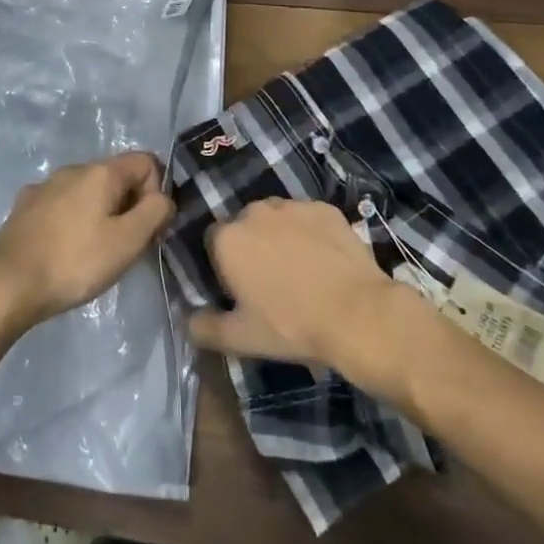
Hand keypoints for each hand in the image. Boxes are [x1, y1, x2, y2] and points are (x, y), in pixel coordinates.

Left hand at [0, 152, 172, 331]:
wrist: (8, 283)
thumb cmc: (75, 262)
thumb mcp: (127, 241)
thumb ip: (154, 212)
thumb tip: (163, 197)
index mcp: (100, 172)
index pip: (146, 161)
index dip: (156, 191)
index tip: (149, 228)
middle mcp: (72, 169)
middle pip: (116, 176)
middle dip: (129, 206)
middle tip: (125, 247)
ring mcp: (45, 185)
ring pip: (87, 192)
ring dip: (100, 214)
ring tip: (94, 253)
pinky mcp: (25, 206)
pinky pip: (62, 205)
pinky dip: (73, 221)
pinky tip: (64, 250)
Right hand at [188, 199, 409, 390]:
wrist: (357, 314)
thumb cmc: (292, 326)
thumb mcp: (242, 338)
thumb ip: (205, 328)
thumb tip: (186, 321)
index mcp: (228, 238)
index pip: (213, 242)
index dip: (225, 265)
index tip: (241, 289)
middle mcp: (254, 211)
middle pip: (245, 225)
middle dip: (253, 246)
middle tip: (272, 281)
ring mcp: (292, 205)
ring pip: (277, 218)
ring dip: (281, 236)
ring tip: (302, 269)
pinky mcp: (324, 207)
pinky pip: (308, 217)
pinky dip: (311, 232)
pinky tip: (325, 259)